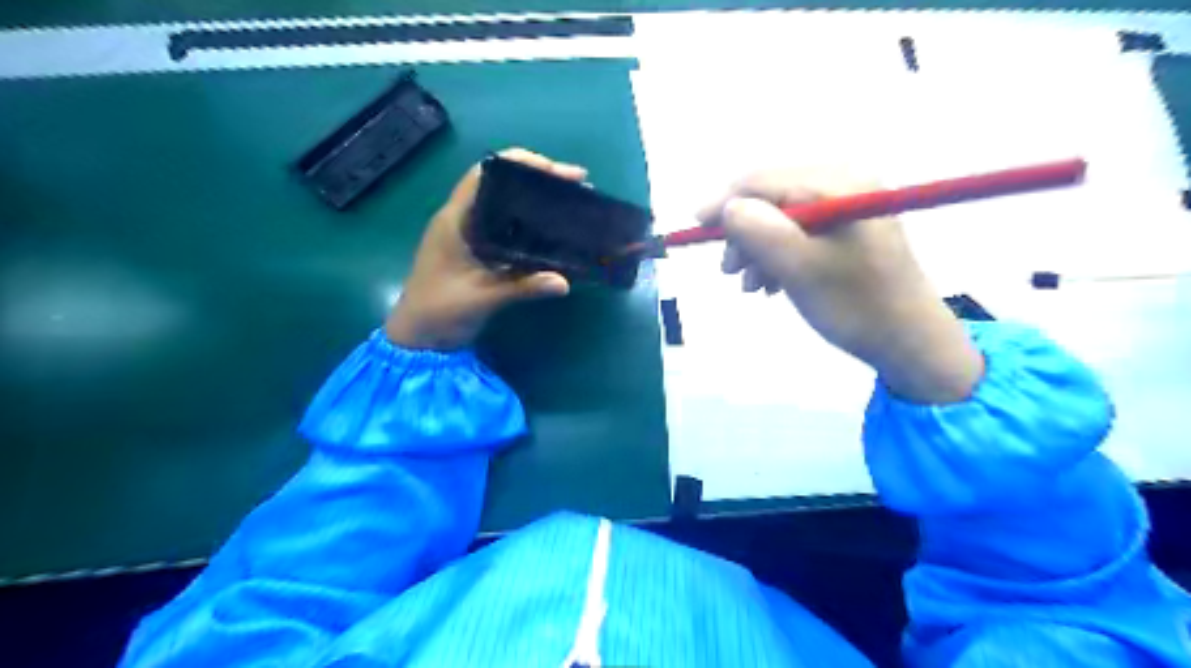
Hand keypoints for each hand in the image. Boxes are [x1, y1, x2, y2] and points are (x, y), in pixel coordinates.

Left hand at [385, 147, 585, 351]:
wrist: (418, 340)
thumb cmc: (439, 311)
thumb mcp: (482, 298)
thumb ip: (522, 287)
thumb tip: (565, 282)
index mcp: (455, 219)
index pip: (485, 174)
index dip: (519, 163)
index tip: (555, 170)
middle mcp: (462, 220)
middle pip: (501, 185)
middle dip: (537, 180)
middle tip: (574, 184)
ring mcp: (470, 237)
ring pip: (506, 207)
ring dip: (536, 202)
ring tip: (570, 203)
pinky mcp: (478, 254)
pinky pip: (507, 231)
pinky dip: (530, 227)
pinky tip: (553, 234)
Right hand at [700, 170, 986, 404]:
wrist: (908, 340)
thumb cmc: (854, 305)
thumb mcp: (801, 269)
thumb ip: (760, 232)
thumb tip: (727, 207)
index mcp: (836, 185)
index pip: (763, 180)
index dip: (724, 203)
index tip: (695, 230)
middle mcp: (843, 183)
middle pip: (770, 197)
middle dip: (742, 233)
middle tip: (729, 271)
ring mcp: (846, 204)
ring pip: (780, 217)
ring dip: (757, 249)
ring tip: (751, 285)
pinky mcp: (846, 227)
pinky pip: (797, 231)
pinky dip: (777, 255)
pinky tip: (772, 283)